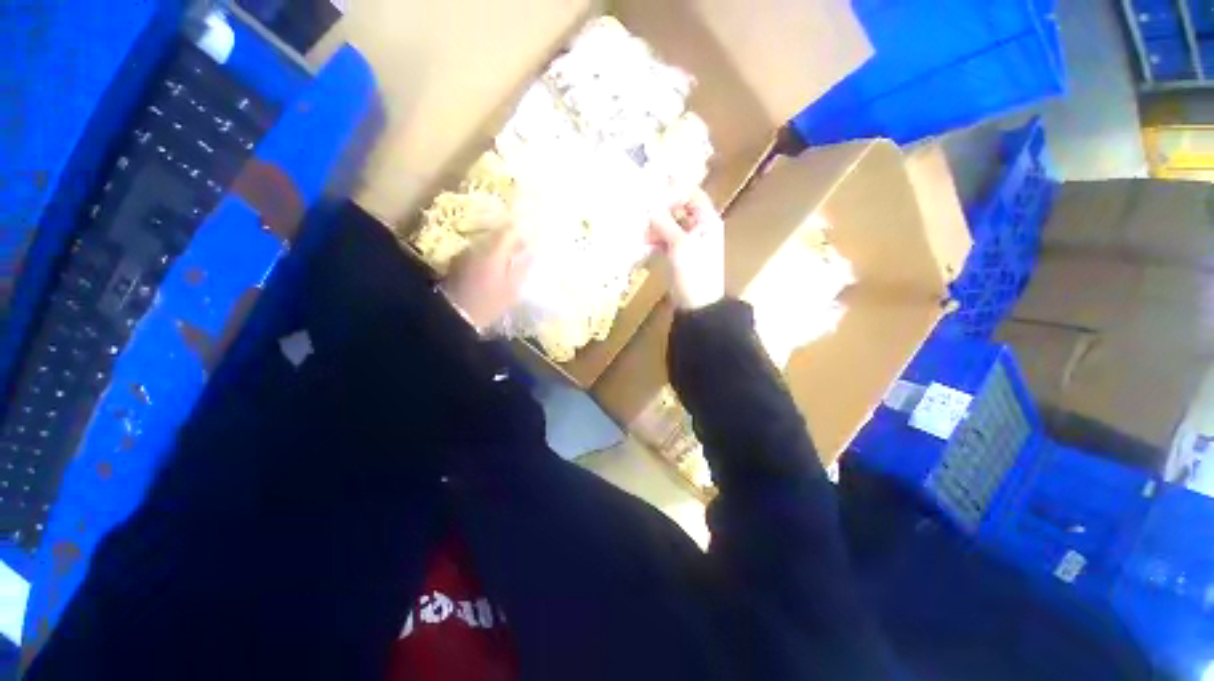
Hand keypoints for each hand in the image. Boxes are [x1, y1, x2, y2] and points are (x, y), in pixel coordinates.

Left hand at [440, 222, 533, 332]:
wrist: (454, 314)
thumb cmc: (488, 303)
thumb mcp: (511, 290)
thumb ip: (522, 269)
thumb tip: (531, 254)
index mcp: (494, 253)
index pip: (508, 232)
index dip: (519, 232)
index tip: (529, 237)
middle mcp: (478, 247)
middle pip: (495, 236)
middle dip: (509, 240)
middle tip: (521, 249)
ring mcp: (465, 253)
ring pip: (485, 243)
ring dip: (496, 248)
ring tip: (507, 259)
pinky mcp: (457, 262)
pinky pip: (477, 252)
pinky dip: (486, 255)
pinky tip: (491, 268)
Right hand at [648, 189, 724, 310]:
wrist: (697, 305)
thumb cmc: (694, 272)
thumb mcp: (680, 245)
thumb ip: (665, 223)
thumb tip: (649, 205)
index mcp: (706, 220)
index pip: (691, 194)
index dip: (674, 189)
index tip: (651, 188)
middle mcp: (698, 227)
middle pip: (678, 209)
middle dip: (659, 210)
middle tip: (640, 212)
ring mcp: (687, 242)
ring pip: (669, 225)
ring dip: (655, 227)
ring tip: (640, 233)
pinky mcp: (677, 255)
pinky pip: (664, 240)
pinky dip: (655, 240)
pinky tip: (643, 243)